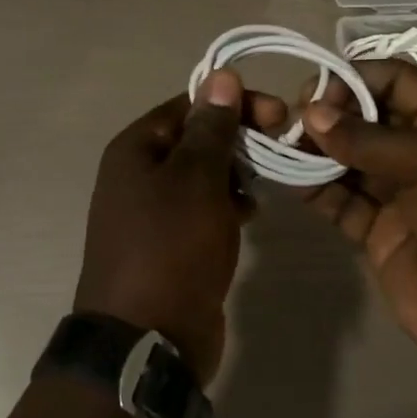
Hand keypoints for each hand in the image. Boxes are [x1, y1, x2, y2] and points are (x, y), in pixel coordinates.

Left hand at [73, 71, 285, 382]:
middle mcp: (138, 175)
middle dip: (238, 140)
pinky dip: (226, 206)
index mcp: (135, 149)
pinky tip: (249, 216)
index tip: (278, 115)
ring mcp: (152, 213)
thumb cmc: (171, 248)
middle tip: (281, 147)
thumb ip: (211, 129)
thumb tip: (221, 77)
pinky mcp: (170, 245)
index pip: (189, 106)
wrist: (147, 340)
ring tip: (264, 186)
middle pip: (196, 140)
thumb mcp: (196, 179)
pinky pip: (201, 211)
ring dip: (235, 174)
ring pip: (202, 177)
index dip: (233, 104)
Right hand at [299, 61, 416, 379]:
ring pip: (347, 159)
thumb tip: (311, 114)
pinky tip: (289, 178)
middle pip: (365, 119)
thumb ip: (372, 139)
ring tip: (281, 146)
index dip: (355, 79)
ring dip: (315, 150)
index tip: (315, 91)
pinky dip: (314, 189)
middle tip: (291, 121)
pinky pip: (339, 201)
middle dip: (328, 114)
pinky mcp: (377, 233)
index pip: (395, 82)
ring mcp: (398, 194)